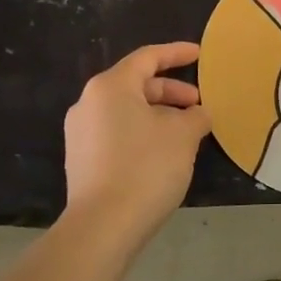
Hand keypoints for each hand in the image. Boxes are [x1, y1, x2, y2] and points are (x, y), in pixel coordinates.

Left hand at [62, 42, 210, 251]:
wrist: (102, 227)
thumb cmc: (146, 167)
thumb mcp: (184, 135)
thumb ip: (196, 116)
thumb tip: (198, 114)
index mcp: (110, 87)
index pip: (147, 58)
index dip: (176, 53)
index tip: (199, 55)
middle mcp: (89, 104)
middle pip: (136, 85)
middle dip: (171, 92)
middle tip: (198, 105)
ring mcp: (81, 134)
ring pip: (127, 111)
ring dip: (159, 115)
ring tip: (187, 132)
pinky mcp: (82, 161)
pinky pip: (118, 133)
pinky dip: (143, 133)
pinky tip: (165, 153)